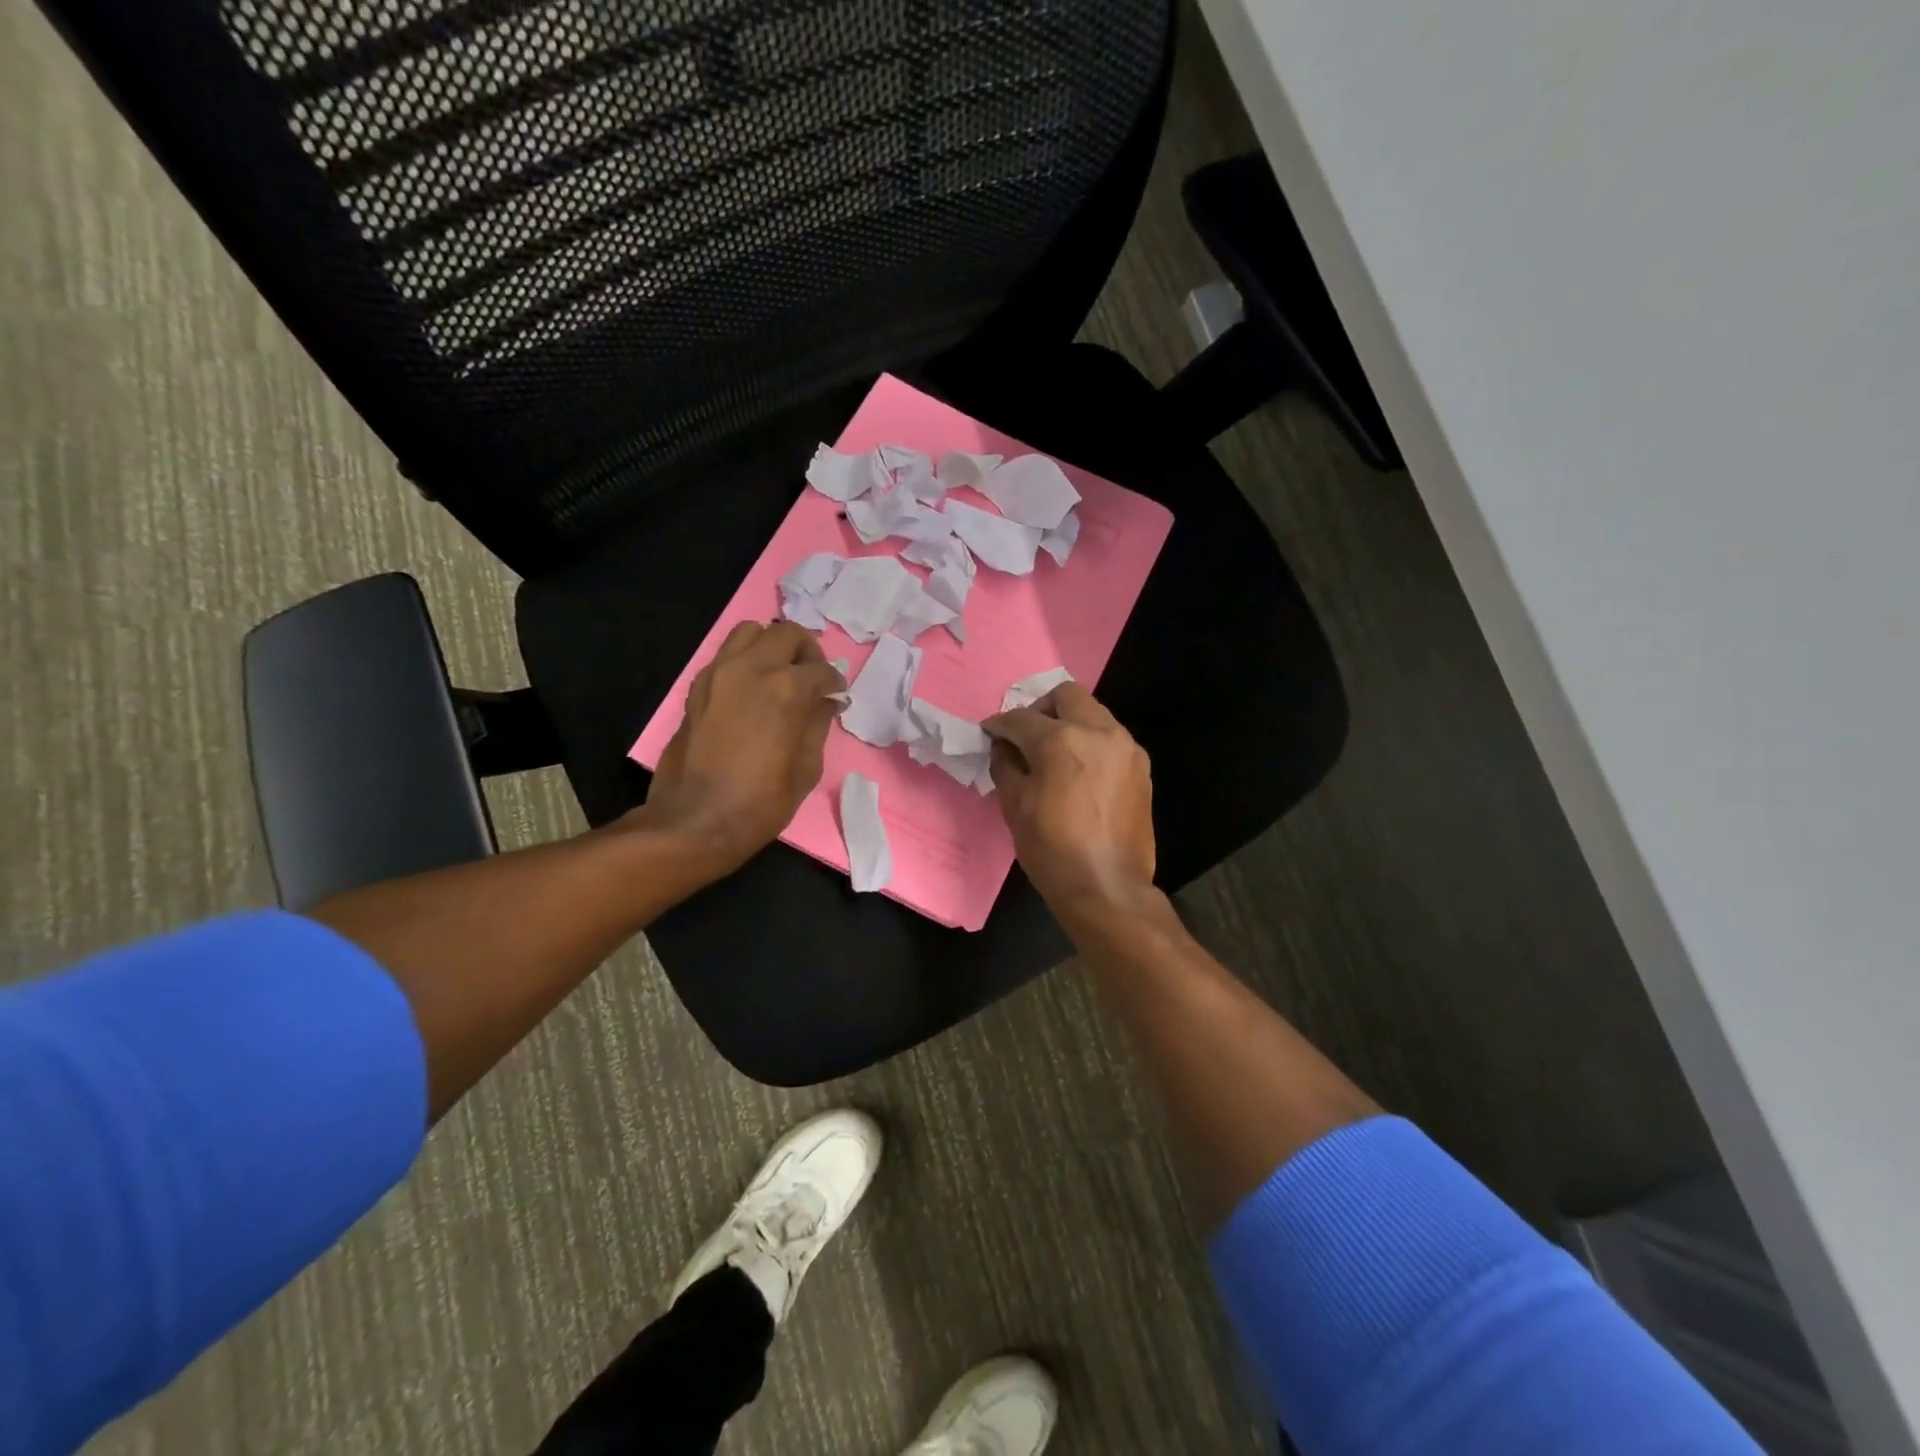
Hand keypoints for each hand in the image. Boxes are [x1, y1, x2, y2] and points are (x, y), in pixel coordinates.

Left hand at [641, 621, 845, 872]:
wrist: (695, 821)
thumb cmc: (760, 801)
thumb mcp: (806, 767)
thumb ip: (817, 724)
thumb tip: (825, 702)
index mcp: (785, 688)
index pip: (821, 670)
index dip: (835, 684)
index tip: (837, 697)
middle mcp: (751, 668)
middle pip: (786, 633)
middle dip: (806, 651)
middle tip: (812, 678)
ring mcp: (718, 673)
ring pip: (750, 632)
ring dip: (771, 646)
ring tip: (780, 674)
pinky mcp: (697, 687)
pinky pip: (726, 655)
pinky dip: (745, 660)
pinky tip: (753, 690)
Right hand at [983, 684, 1157, 918]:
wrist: (1107, 887)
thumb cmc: (1052, 849)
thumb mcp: (1014, 806)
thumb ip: (1005, 765)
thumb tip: (1003, 747)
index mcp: (1061, 741)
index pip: (1021, 718)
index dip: (999, 725)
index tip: (990, 733)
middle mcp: (1099, 732)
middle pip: (1066, 696)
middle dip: (1040, 709)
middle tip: (1026, 736)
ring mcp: (1125, 747)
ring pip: (1093, 713)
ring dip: (1069, 722)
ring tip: (1054, 753)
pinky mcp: (1141, 767)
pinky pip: (1111, 738)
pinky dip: (1091, 742)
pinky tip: (1079, 771)